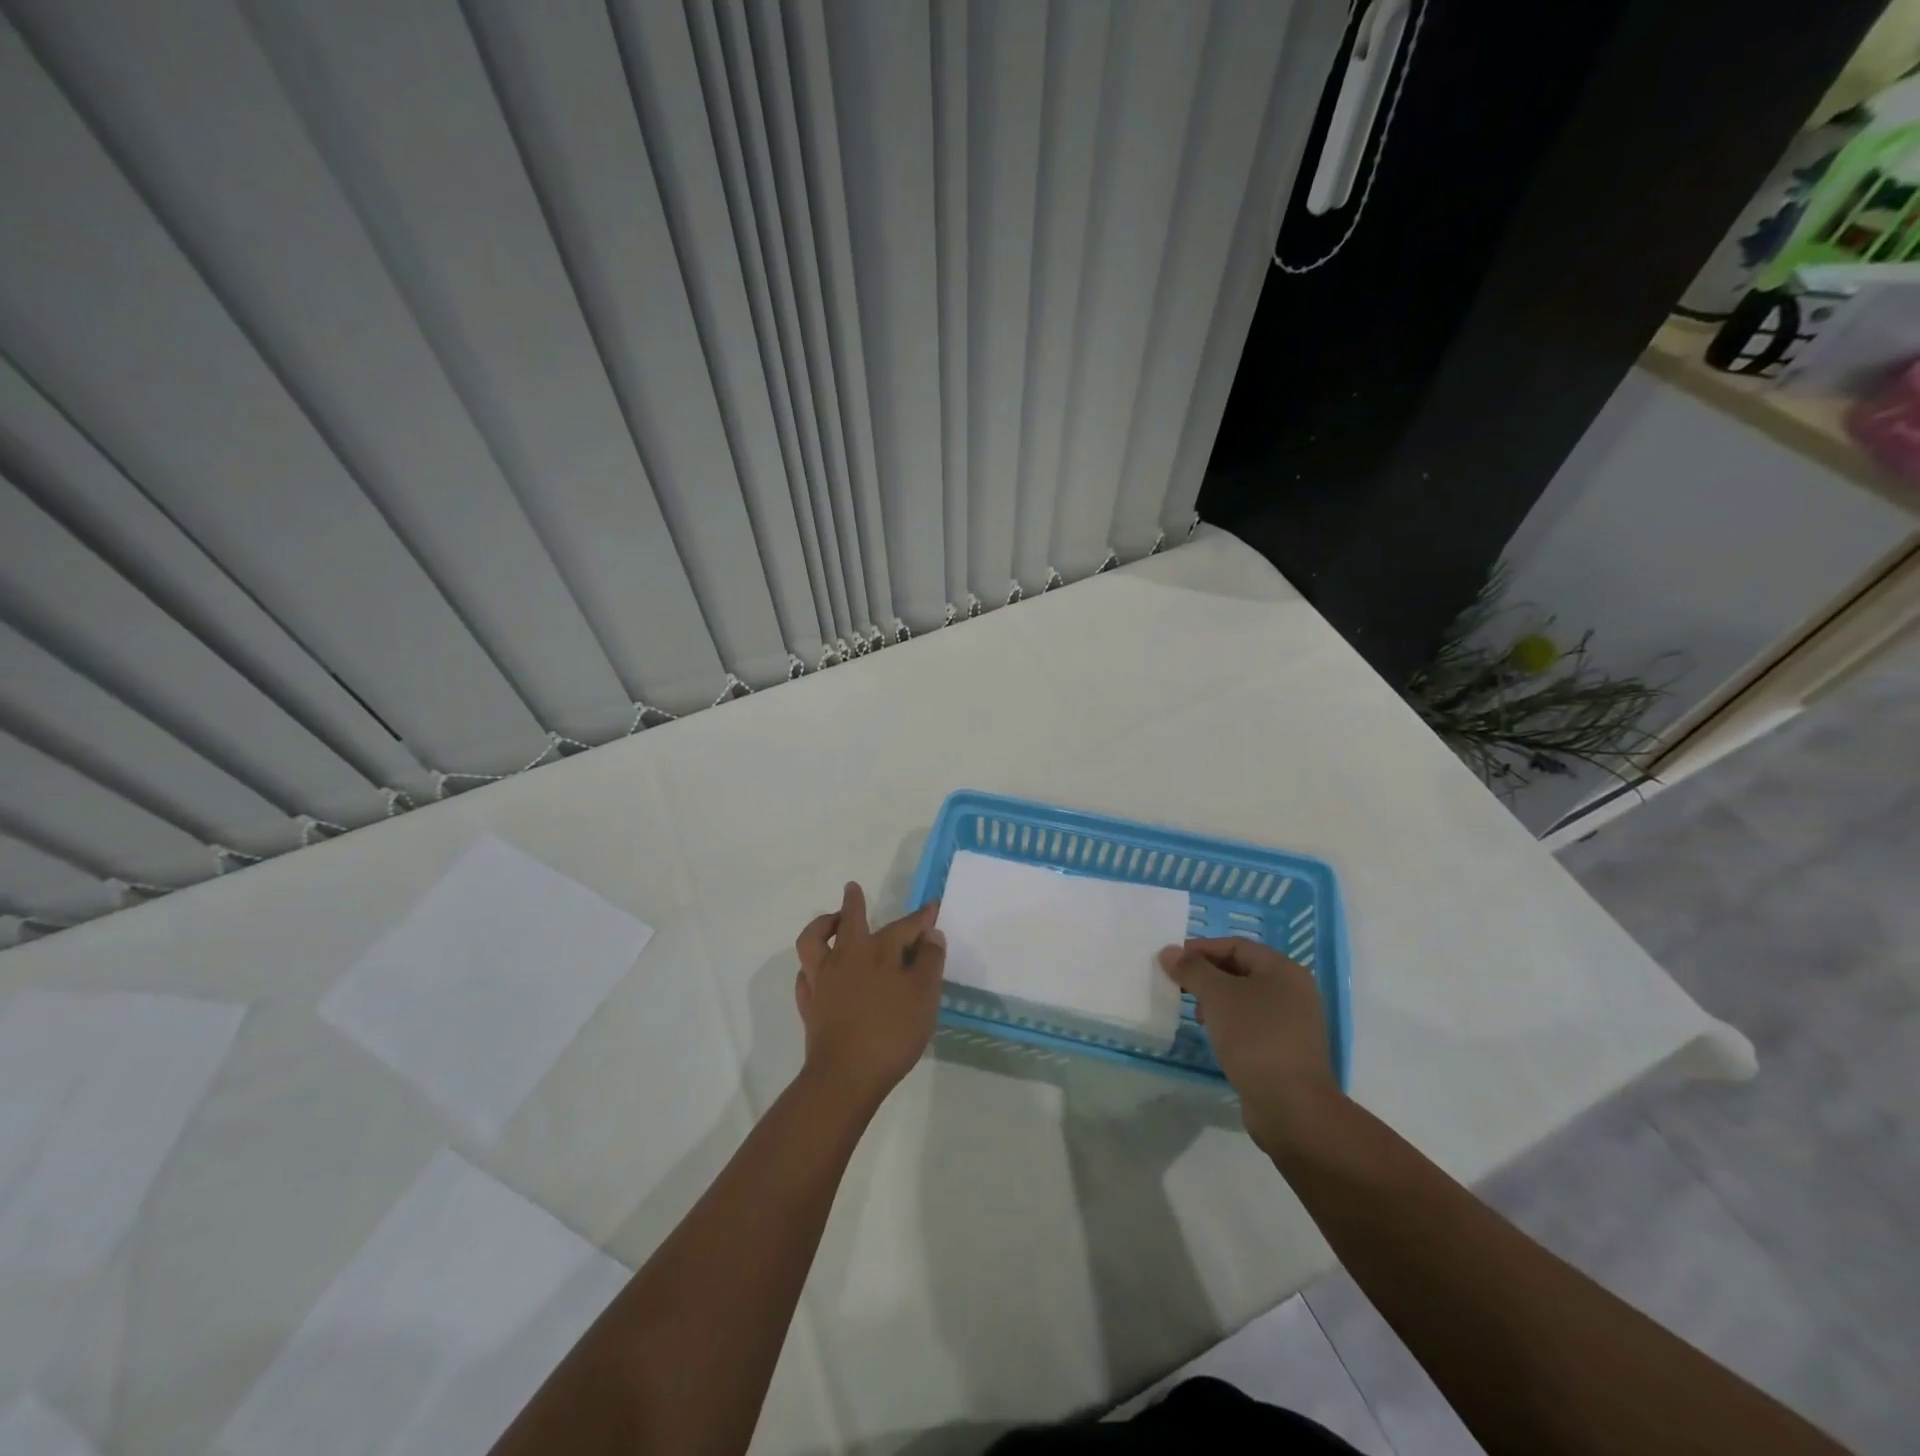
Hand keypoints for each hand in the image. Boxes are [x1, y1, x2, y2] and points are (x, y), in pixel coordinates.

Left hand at [794, 883, 945, 1110]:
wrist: (846, 1075)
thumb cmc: (892, 1032)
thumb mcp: (925, 995)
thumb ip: (930, 961)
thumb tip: (930, 933)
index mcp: (878, 951)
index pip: (904, 926)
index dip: (921, 918)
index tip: (932, 909)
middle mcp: (847, 956)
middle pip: (849, 920)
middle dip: (854, 903)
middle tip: (852, 889)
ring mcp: (823, 979)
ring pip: (814, 941)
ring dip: (821, 925)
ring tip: (830, 922)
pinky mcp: (810, 1004)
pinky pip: (804, 976)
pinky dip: (810, 967)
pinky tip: (815, 971)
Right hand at [1159, 936, 1341, 1154]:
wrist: (1292, 1107)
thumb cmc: (1255, 1038)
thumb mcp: (1218, 996)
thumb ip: (1192, 969)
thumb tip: (1169, 951)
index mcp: (1284, 970)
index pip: (1236, 945)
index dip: (1201, 949)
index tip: (1172, 961)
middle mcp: (1293, 991)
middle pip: (1241, 970)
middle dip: (1207, 975)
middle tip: (1178, 986)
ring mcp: (1293, 1023)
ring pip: (1245, 999)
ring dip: (1216, 1000)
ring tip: (1194, 1014)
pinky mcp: (1286, 1050)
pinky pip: (1252, 1024)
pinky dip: (1229, 1023)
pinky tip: (1213, 1036)